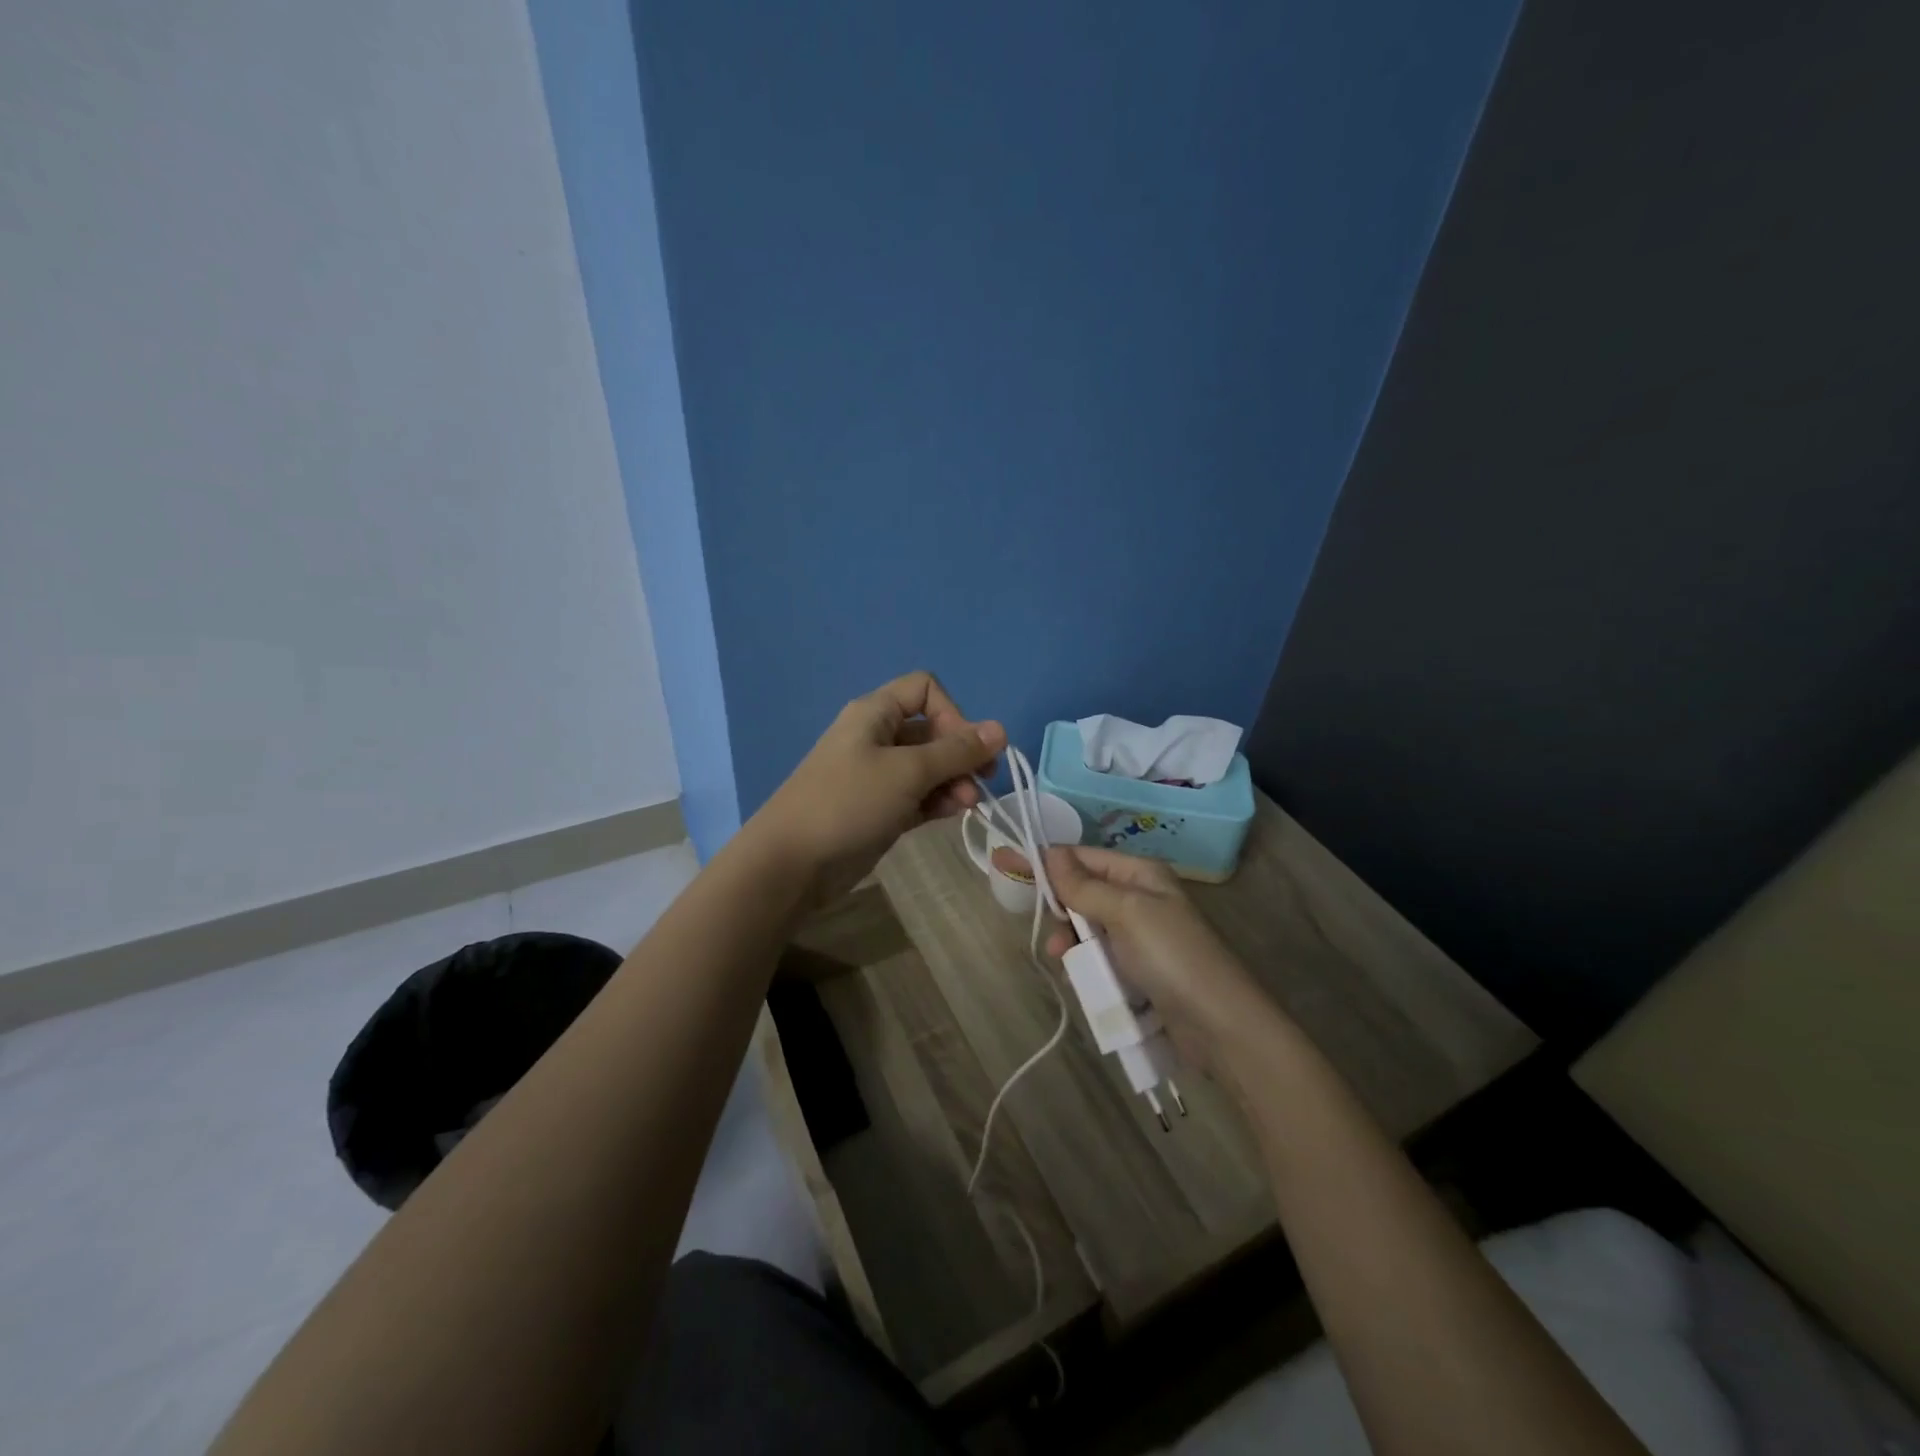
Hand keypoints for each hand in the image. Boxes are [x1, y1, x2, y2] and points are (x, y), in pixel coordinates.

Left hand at [754, 671, 1005, 905]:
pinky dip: (938, 801)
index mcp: (875, 713)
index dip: (952, 713)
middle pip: (932, 731)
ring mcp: (877, 775)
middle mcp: (877, 737)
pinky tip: (952, 815)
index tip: (965, 747)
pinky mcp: (880, 808)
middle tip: (981, 782)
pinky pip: (918, 795)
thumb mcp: (908, 772)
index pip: (925, 690)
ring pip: (928, 767)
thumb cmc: (849, 802)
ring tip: (967, 806)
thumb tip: (1001, 729)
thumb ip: (956, 751)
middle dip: (960, 754)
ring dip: (954, 781)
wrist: (793, 862)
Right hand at [1043, 845, 1269, 1069]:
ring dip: (1072, 943)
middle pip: (1084, 892)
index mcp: (1141, 874)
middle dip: (1062, 909)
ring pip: (1088, 929)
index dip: (1047, 862)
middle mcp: (1140, 898)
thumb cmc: (1172, 957)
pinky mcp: (1140, 971)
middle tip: (1050, 932)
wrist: (1220, 1025)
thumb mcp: (1126, 912)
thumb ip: (1084, 885)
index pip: (1083, 857)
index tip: (1008, 866)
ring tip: (1064, 961)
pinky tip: (1080, 980)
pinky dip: (1087, 965)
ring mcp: (1141, 937)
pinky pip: (1101, 958)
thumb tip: (1049, 853)